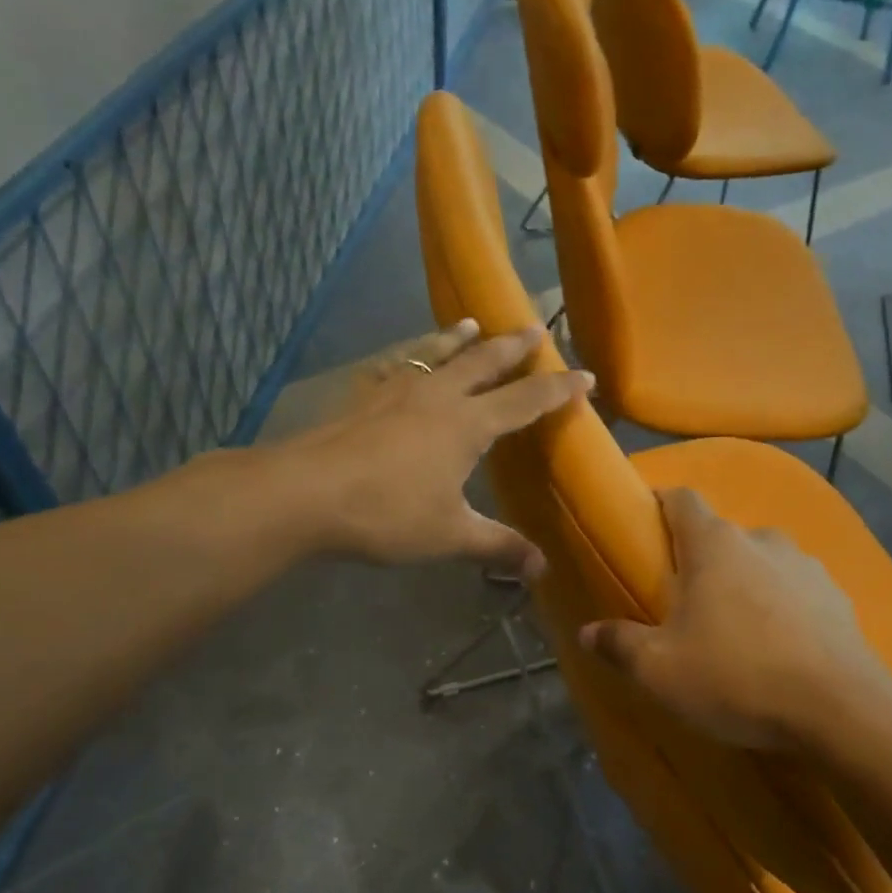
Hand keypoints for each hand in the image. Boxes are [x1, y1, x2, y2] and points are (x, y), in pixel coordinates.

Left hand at [285, 319, 592, 577]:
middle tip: (535, 327)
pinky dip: (408, 357)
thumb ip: (496, 546)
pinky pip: (394, 366)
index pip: (525, 401)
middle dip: (513, 346)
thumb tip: (541, 569)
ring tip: (472, 323)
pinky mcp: (363, 397)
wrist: (306, 493)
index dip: (558, 389)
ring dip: (458, 337)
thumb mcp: (449, 535)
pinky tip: (402, 360)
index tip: (585, 375)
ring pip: (437, 354)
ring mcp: (396, 391)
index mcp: (468, 425)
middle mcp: (438, 397)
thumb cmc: (386, 513)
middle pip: (484, 362)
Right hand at [579, 488, 891, 751]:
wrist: (842, 711)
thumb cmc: (737, 676)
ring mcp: (807, 566)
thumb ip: (618, 644)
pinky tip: (778, 647)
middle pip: (721, 535)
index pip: (681, 498)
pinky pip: (796, 591)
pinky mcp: (839, 598)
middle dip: (699, 559)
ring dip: (743, 582)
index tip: (645, 528)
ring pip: (761, 562)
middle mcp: (762, 540)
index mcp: (714, 544)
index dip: (660, 505)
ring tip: (733, 628)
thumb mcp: (660, 670)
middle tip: (682, 600)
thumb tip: (586, 632)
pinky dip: (781, 607)